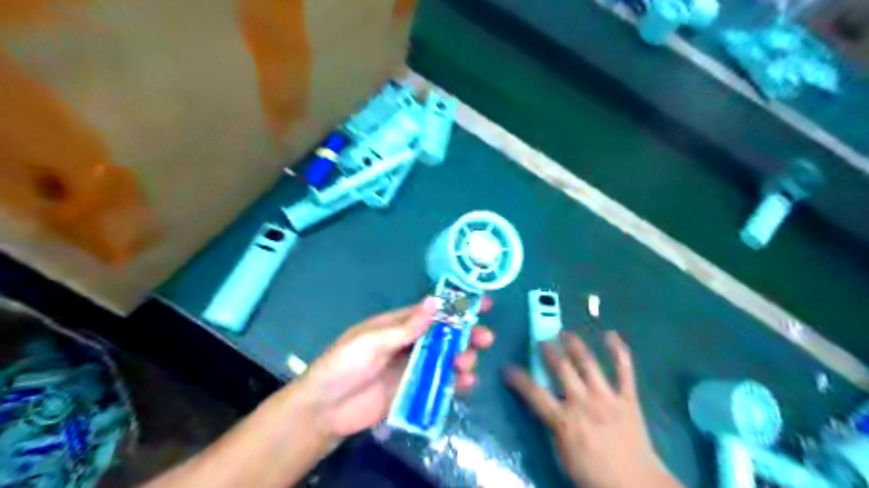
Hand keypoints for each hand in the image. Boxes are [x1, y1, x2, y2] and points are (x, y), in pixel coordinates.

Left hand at [302, 298, 494, 438]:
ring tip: (466, 364)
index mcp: (398, 324)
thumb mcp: (371, 341)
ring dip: (463, 358)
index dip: (457, 306)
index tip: (483, 303)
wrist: (325, 410)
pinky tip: (465, 384)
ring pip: (447, 359)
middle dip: (467, 334)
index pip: (432, 311)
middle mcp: (410, 343)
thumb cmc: (344, 365)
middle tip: (485, 339)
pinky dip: (456, 383)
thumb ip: (404, 327)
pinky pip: (441, 383)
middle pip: (445, 335)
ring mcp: (414, 368)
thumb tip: (434, 301)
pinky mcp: (415, 391)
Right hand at [507, 332, 681, 487]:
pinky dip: (619, 351)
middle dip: (549, 351)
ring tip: (566, 333)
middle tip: (542, 341)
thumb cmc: (594, 475)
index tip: (507, 367)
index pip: (533, 393)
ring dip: (575, 345)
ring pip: (588, 363)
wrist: (637, 487)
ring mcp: (607, 397)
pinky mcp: (628, 398)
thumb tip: (545, 406)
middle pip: (561, 368)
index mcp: (564, 420)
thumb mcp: (563, 456)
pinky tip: (611, 335)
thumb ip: (553, 427)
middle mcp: (583, 403)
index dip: (518, 378)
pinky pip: (625, 370)